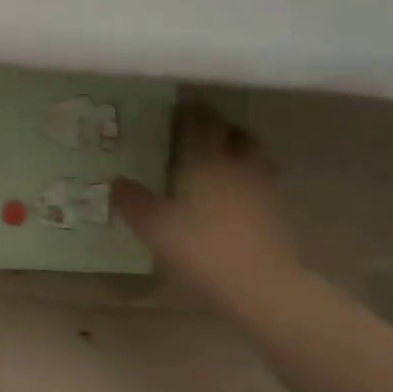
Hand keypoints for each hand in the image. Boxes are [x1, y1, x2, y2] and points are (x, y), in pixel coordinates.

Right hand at [114, 105, 298, 293]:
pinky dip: (248, 176)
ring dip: (237, 148)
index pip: (200, 122)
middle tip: (197, 131)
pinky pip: (262, 180)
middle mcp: (237, 163)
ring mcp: (262, 186)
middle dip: (216, 126)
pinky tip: (235, 192)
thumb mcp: (153, 227)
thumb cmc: (200, 247)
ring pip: (253, 153)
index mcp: (205, 159)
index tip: (176, 107)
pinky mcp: (277, 210)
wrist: (260, 284)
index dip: (189, 111)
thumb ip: (132, 201)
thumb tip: (115, 180)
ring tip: (219, 157)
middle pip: (233, 132)